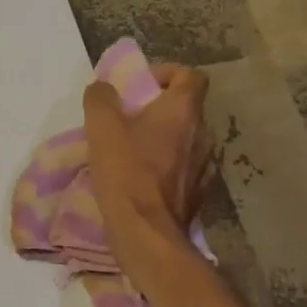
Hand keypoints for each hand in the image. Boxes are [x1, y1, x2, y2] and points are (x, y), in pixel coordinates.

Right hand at [82, 62, 216, 260]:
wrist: (147, 233)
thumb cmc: (126, 173)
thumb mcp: (101, 129)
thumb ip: (100, 99)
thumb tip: (103, 88)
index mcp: (183, 111)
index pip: (190, 75)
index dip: (166, 74)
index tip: (140, 87)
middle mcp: (203, 133)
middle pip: (185, 108)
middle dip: (158, 109)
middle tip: (128, 121)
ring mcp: (206, 164)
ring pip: (185, 139)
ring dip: (163, 139)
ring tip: (133, 152)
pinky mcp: (200, 192)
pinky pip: (184, 167)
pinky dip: (167, 166)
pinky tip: (144, 180)